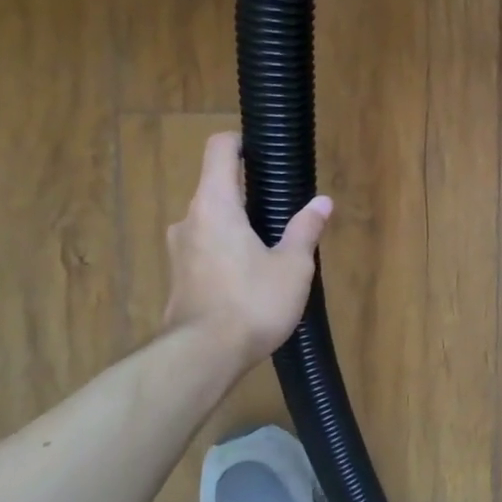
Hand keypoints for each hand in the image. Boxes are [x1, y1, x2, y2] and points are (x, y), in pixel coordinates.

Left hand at [161, 133, 331, 371]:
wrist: (202, 358)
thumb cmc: (251, 302)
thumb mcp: (292, 266)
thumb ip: (305, 229)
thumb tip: (322, 202)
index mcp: (216, 204)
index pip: (219, 150)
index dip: (240, 143)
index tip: (263, 152)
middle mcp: (189, 219)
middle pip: (216, 188)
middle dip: (248, 194)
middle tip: (283, 211)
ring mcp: (179, 250)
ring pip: (211, 222)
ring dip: (238, 227)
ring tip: (271, 249)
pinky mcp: (179, 278)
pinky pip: (205, 249)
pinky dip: (227, 251)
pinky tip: (251, 278)